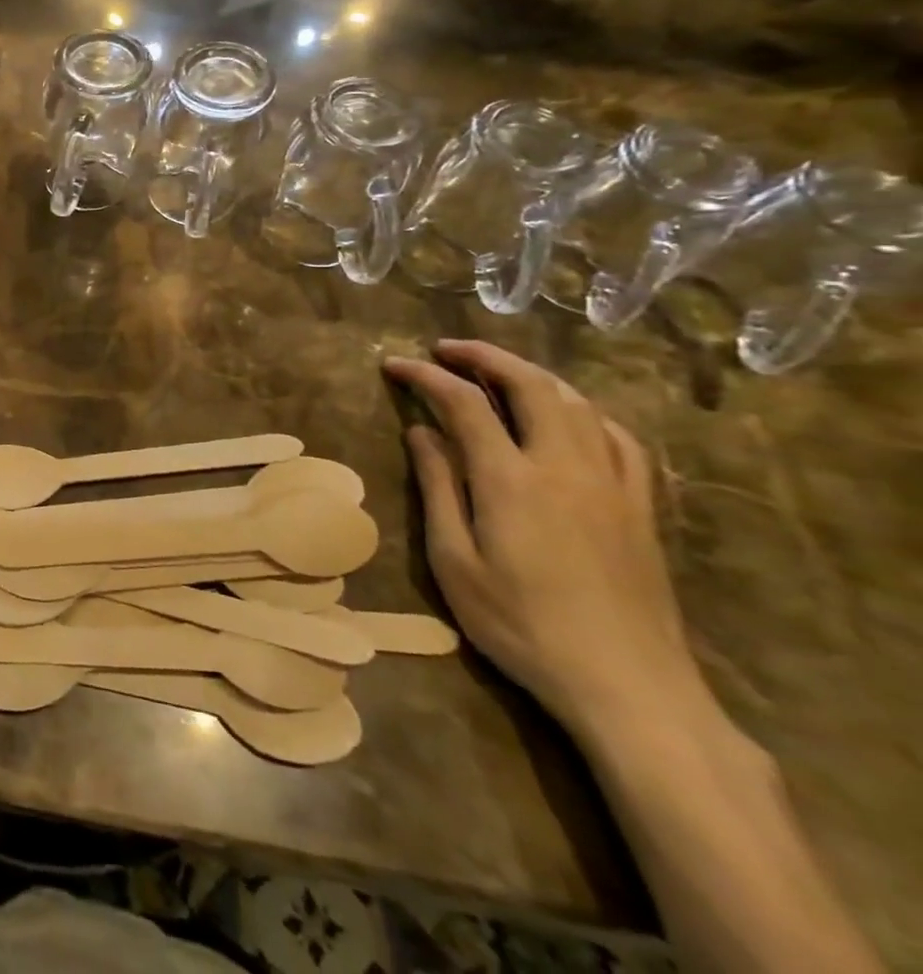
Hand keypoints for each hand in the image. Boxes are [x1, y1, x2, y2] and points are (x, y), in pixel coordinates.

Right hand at [382, 340, 700, 740]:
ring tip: (498, 371)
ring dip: (532, 375)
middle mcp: (563, 465)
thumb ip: (438, 489)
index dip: (425, 376)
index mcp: (511, 479)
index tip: (394, 364)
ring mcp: (611, 482)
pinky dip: (585, 411)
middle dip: (484, 356)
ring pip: (576, 402)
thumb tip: (420, 432)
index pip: (463, 403)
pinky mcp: (641, 506)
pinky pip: (619, 437)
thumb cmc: (522, 626)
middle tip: (446, 349)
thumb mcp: (455, 562)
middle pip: (529, 385)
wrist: (628, 686)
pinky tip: (569, 416)